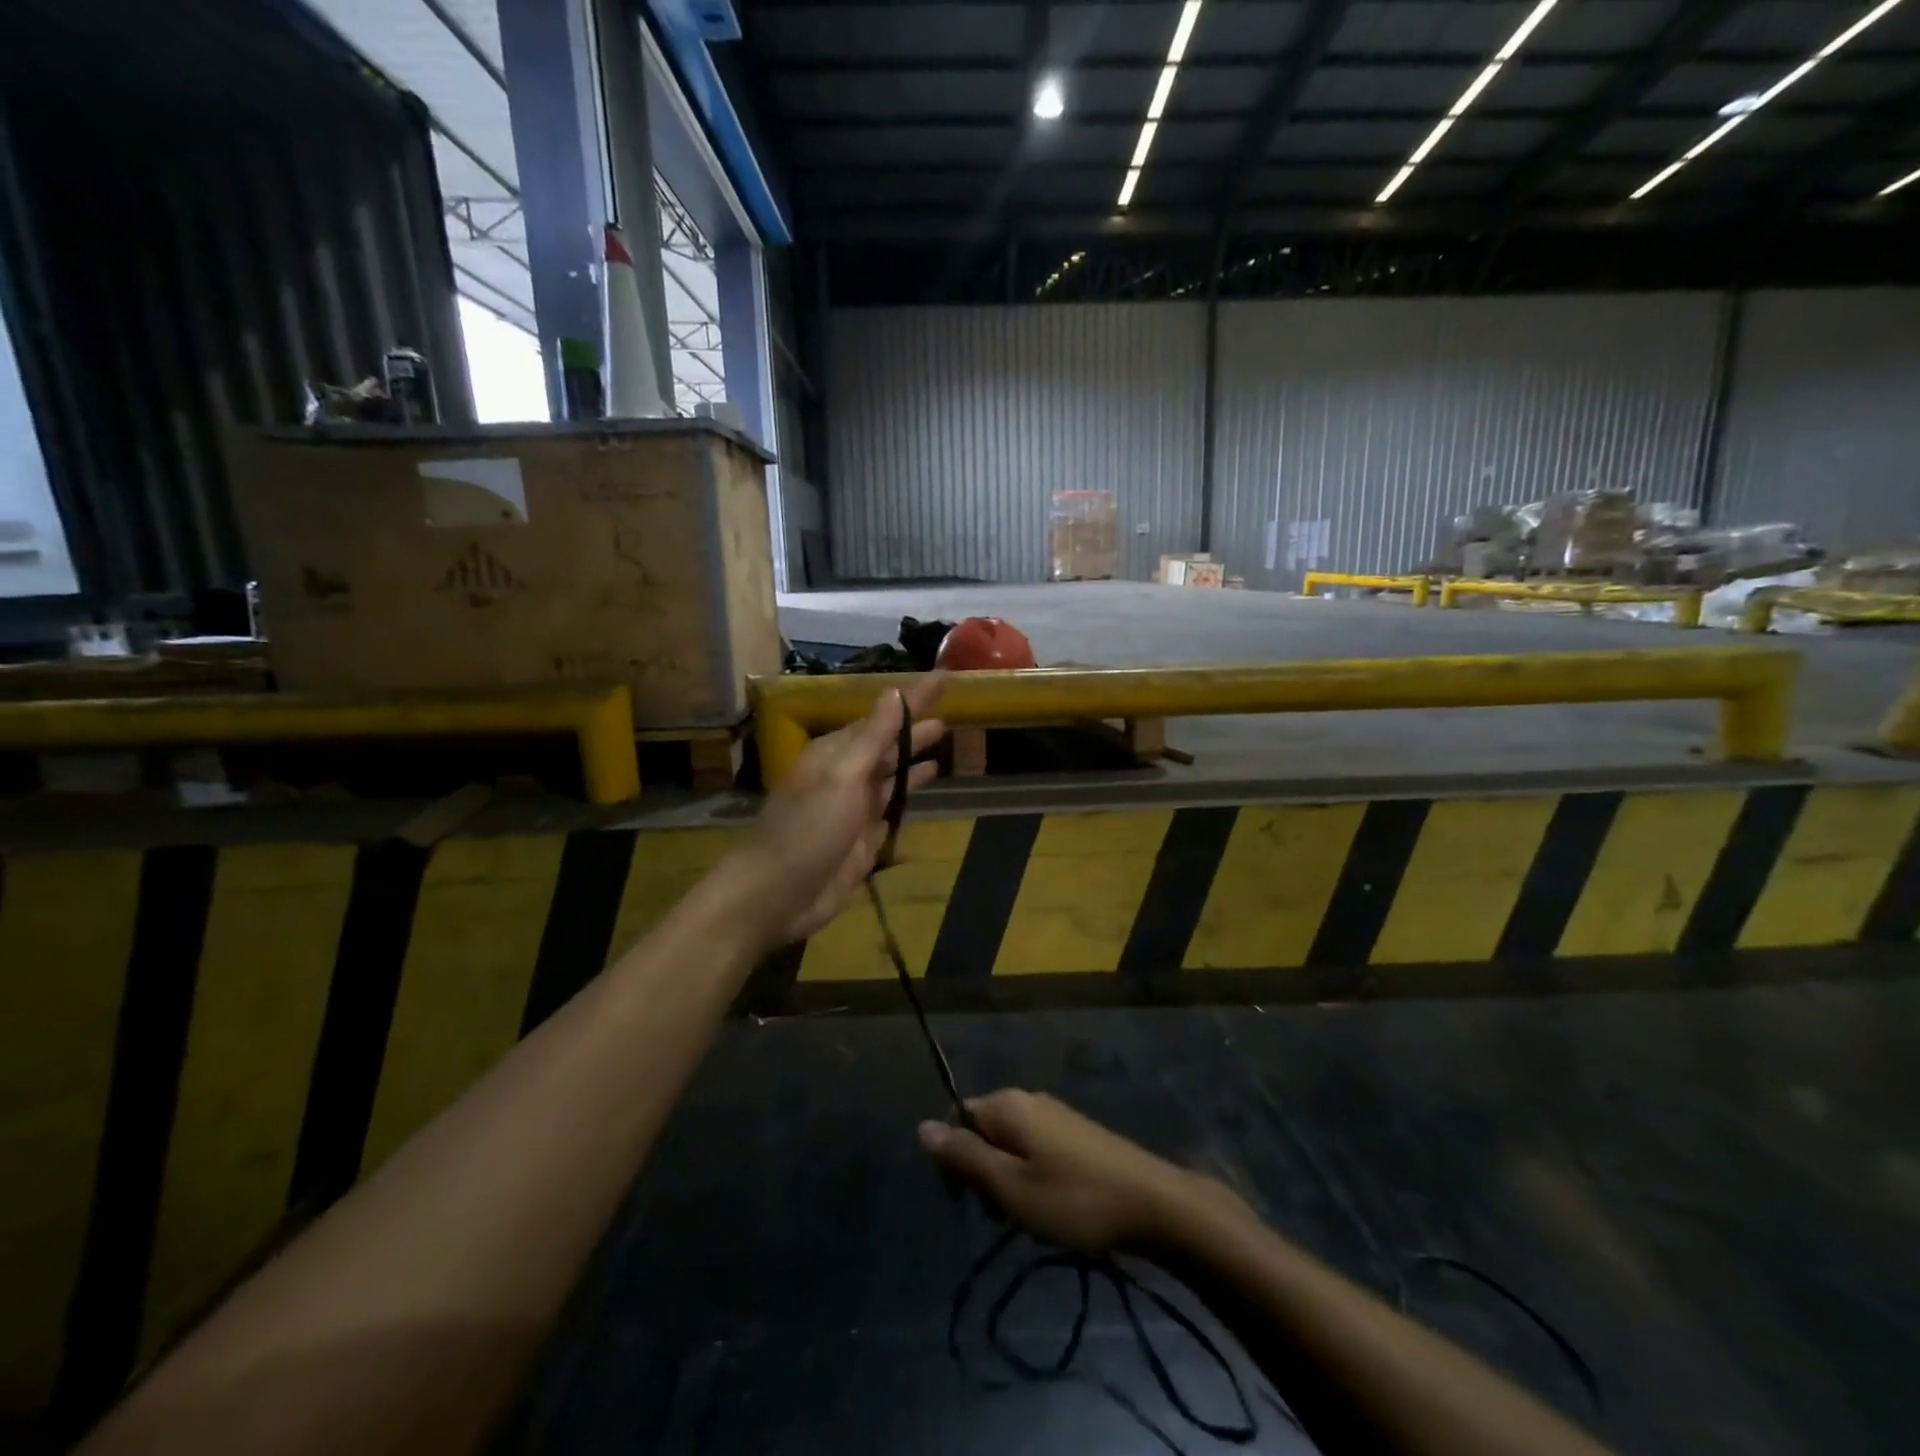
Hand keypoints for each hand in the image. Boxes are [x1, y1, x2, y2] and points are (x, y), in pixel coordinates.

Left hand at [728, 675, 946, 945]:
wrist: (778, 894)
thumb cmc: (808, 829)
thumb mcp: (842, 777)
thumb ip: (872, 738)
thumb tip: (894, 694)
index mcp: (836, 753)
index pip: (882, 717)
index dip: (912, 698)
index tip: (944, 678)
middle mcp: (846, 775)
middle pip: (887, 745)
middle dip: (914, 729)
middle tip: (948, 712)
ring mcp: (854, 808)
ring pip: (890, 774)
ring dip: (913, 757)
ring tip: (942, 740)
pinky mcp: (863, 839)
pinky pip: (891, 807)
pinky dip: (908, 792)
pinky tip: (925, 784)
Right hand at [918, 1090, 1245, 1253]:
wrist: (1152, 1203)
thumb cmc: (1073, 1199)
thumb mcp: (1009, 1187)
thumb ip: (964, 1156)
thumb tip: (922, 1126)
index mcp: (1007, 1104)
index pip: (957, 1117)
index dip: (954, 1158)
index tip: (968, 1200)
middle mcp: (1028, 1098)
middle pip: (983, 1130)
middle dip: (983, 1172)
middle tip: (1003, 1213)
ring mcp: (1055, 1114)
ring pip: (1010, 1143)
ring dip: (1008, 1180)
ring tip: (1030, 1217)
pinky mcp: (1076, 1133)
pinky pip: (1036, 1149)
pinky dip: (1033, 1177)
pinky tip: (1052, 1206)